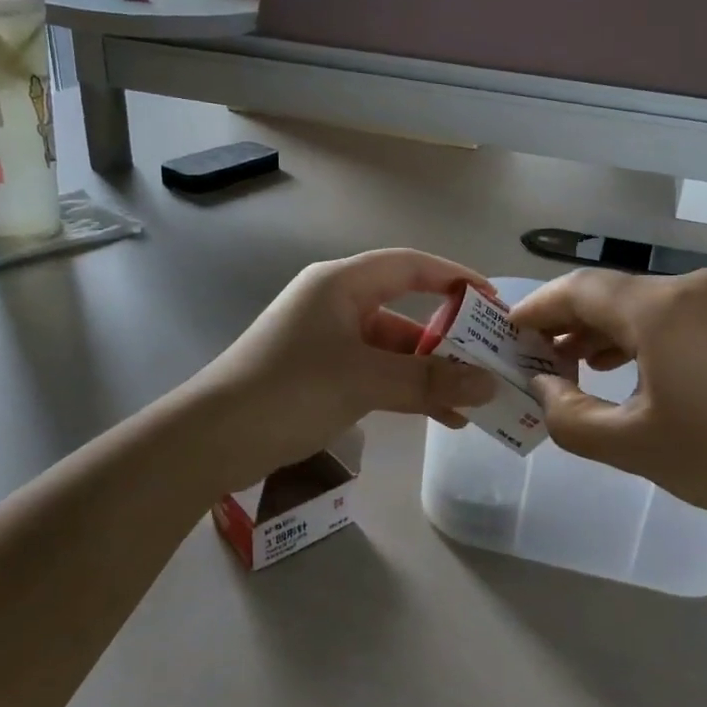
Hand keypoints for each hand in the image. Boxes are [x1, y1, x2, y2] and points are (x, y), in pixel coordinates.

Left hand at [183, 249, 497, 484]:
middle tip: (491, 358)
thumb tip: (490, 385)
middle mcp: (336, 303)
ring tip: (473, 400)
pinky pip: (377, 373)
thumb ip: (429, 382)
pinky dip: (406, 390)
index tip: (494, 302)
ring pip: (393, 348)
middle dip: (449, 336)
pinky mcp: (322, 374)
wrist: (212, 439)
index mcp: (341, 284)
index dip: (456, 277)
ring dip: (430, 372)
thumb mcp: (364, 381)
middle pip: (405, 309)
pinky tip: (439, 417)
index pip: (410, 266)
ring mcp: (327, 341)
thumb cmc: (289, 391)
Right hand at [508, 269, 706, 534]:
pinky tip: (629, 368)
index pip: (580, 290)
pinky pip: (679, 317)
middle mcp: (693, 288)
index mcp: (661, 308)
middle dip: (570, 323)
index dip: (538, 308)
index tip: (508, 329)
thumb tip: (543, 385)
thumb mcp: (629, 444)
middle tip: (537, 356)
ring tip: (576, 364)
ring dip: (606, 331)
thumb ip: (568, 414)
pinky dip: (645, 337)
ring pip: (647, 305)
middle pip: (613, 295)